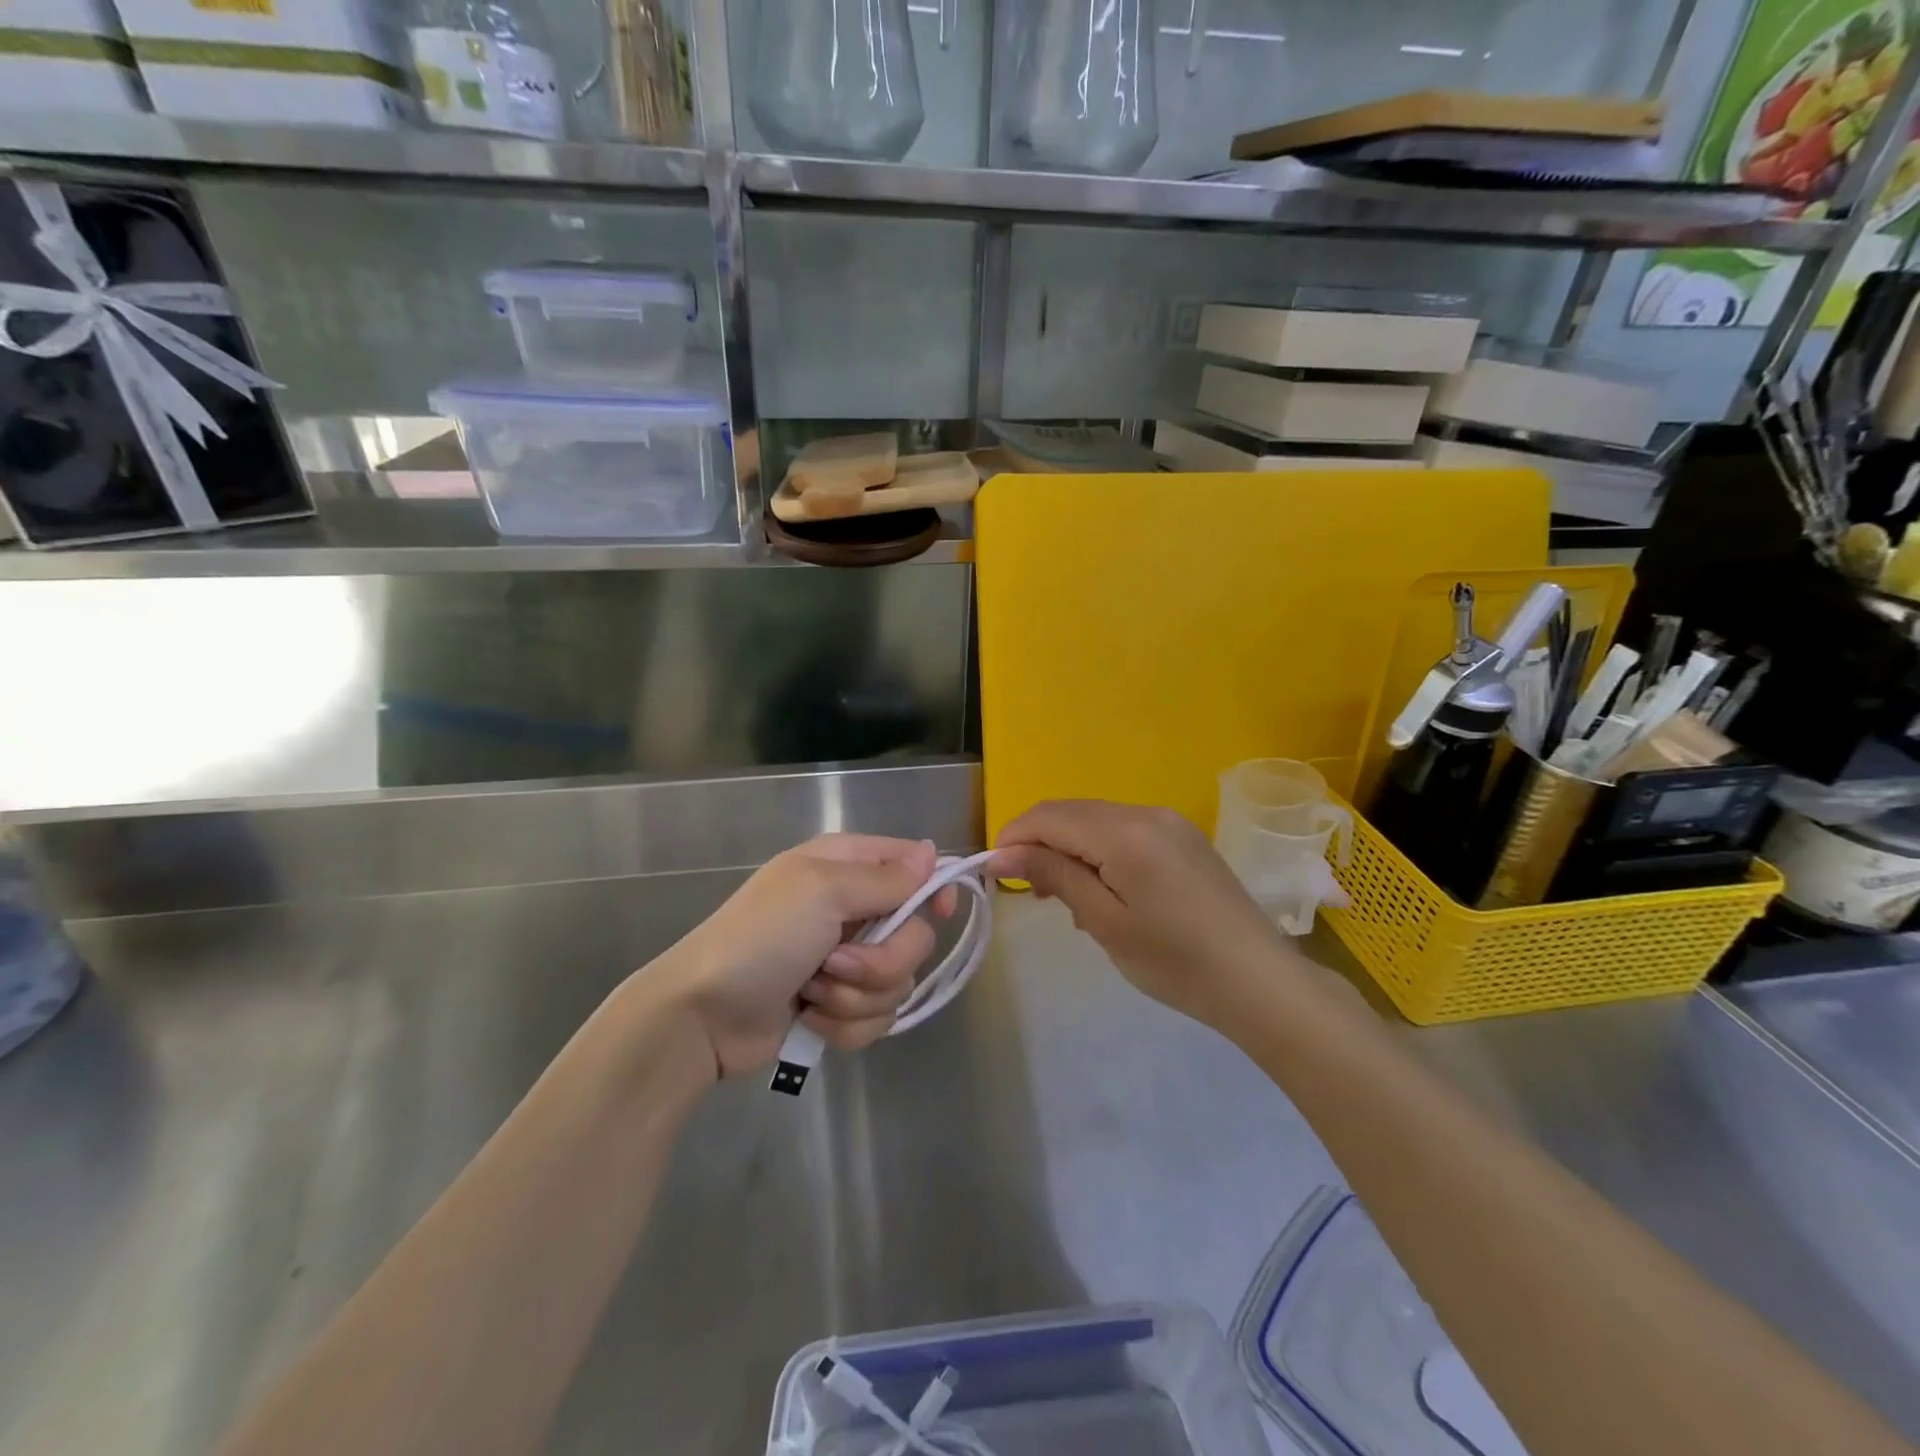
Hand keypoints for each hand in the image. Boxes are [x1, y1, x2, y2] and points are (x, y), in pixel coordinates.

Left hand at [652, 834, 953, 1077]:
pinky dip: (845, 1024)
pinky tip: (810, 1019)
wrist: (703, 1016)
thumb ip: (884, 877)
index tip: (938, 913)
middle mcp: (852, 909)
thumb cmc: (760, 938)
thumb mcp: (821, 891)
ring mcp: (846, 961)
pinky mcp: (839, 1006)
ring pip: (898, 982)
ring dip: (857, 996)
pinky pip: (877, 1018)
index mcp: (846, 867)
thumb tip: (932, 852)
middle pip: (915, 935)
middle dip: (882, 960)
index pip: (914, 865)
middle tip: (836, 962)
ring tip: (813, 993)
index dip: (932, 888)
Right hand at [991, 800, 1293, 1024]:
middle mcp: (1146, 812)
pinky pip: (1124, 830)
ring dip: (1068, 848)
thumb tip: (1004, 853)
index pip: (1048, 816)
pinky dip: (1099, 851)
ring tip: (1065, 899)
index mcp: (1125, 831)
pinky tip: (1103, 890)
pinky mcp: (1183, 837)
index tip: (994, 874)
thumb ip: (1054, 876)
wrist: (1259, 981)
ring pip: (1096, 820)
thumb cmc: (1176, 961)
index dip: (1013, 838)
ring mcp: (1169, 822)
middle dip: (1039, 843)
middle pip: (1071, 812)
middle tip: (1029, 892)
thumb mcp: (1105, 922)